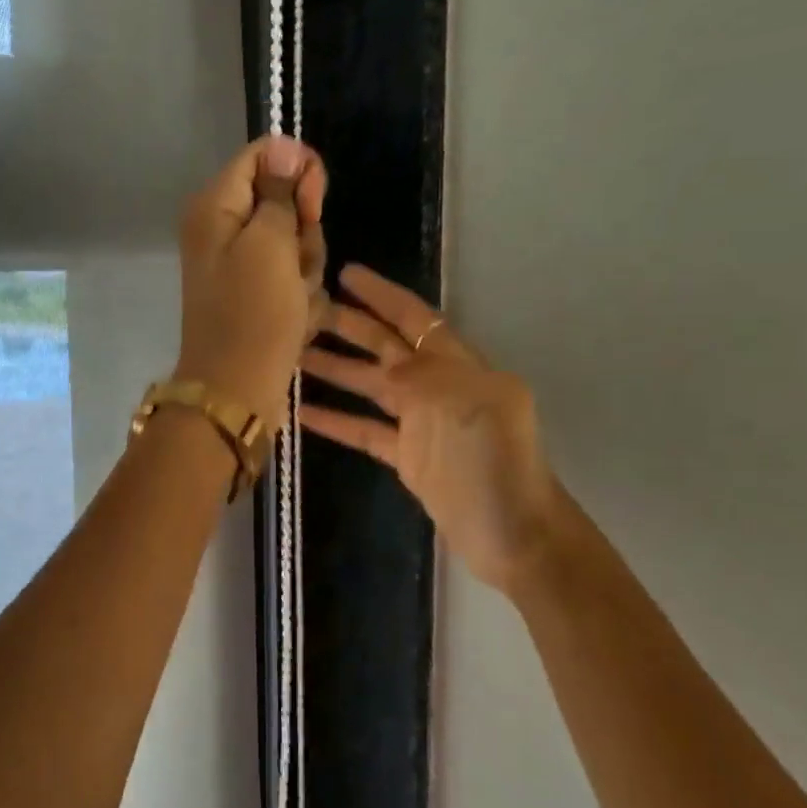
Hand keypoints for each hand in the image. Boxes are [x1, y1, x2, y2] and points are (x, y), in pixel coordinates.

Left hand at [176, 136, 328, 424]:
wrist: (237, 389)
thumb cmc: (253, 314)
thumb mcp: (270, 243)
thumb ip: (279, 192)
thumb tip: (284, 145)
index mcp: (215, 206)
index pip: (264, 156)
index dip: (297, 171)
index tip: (313, 204)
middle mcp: (224, 229)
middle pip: (285, 203)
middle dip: (303, 234)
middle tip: (295, 265)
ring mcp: (242, 265)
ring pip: (296, 244)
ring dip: (306, 271)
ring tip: (294, 300)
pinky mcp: (258, 295)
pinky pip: (293, 278)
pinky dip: (300, 297)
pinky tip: (295, 319)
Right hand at [299, 265, 557, 593]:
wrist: (514, 534)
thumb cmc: (498, 465)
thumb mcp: (470, 407)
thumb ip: (425, 377)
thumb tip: (386, 365)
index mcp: (461, 367)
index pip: (416, 319)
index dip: (382, 295)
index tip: (345, 274)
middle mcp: (440, 387)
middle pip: (387, 347)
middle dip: (350, 325)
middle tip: (307, 309)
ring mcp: (422, 423)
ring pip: (371, 386)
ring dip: (335, 369)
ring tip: (292, 355)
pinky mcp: (408, 457)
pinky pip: (365, 431)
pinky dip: (336, 421)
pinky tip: (302, 412)